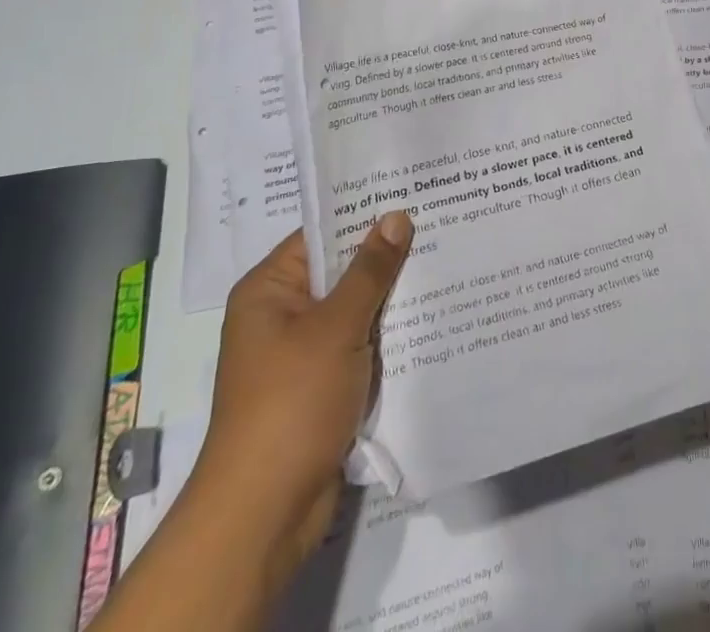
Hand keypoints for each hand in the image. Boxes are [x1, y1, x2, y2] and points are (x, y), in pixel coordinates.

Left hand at [190, 212, 414, 563]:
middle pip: (341, 272)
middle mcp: (281, 315)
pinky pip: (359, 347)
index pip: (321, 234)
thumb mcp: (335, 328)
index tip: (411, 195)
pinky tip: (430, 320)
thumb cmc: (291, 404)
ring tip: (446, 263)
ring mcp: (301, 354)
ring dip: (391, 300)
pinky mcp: (320, 388)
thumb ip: (370, 271)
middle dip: (386, 258)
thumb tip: (395, 216)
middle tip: (439, 225)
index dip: (364, 214)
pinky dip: (387, 337)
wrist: (264, 514)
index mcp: (269, 290)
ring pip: (355, 311)